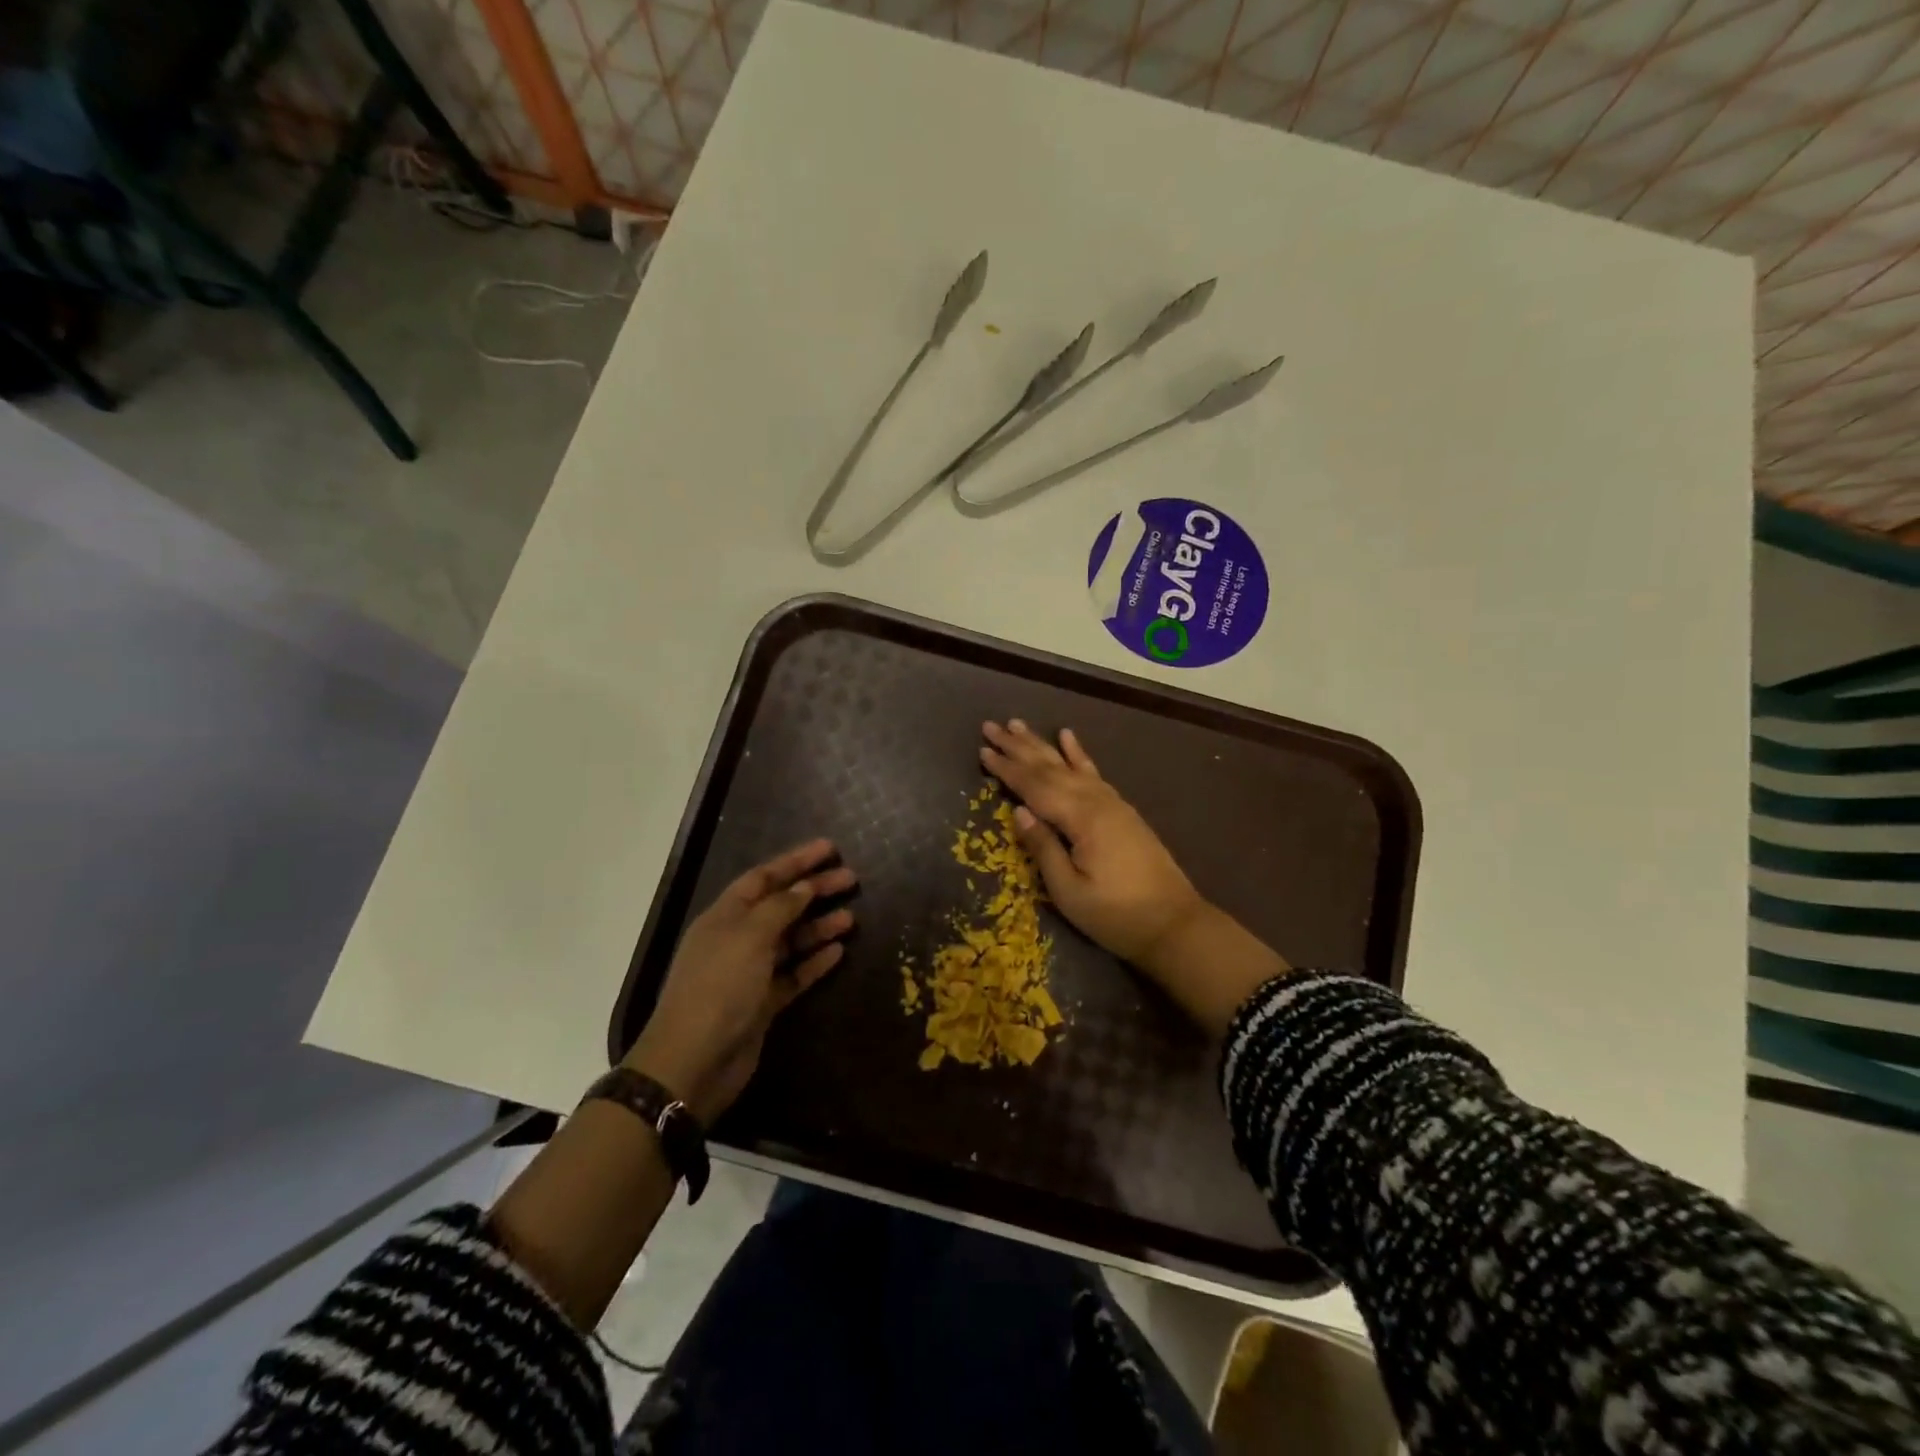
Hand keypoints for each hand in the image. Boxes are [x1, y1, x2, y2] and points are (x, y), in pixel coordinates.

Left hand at [626, 839, 854, 1123]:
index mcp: (726, 916)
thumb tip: (804, 887)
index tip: (829, 848)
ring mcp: (750, 973)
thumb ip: (780, 908)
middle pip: (781, 906)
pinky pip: (794, 974)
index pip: (764, 877)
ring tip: (851, 918)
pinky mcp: (763, 1003)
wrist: (694, 1062)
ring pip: (791, 940)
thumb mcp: (750, 937)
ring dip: (819, 927)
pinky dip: (814, 962)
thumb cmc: (720, 987)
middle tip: (851, 880)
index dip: (795, 861)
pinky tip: (838, 952)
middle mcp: (737, 939)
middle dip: (814, 890)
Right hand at [979, 720, 1203, 967]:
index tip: (982, 750)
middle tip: (991, 726)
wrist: (1174, 923)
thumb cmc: (1115, 915)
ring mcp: (1111, 802)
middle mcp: (1095, 800)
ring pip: (1068, 765)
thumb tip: (1018, 810)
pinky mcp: (1121, 810)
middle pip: (1049, 767)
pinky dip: (1078, 753)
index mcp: (1081, 819)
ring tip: (1018, 724)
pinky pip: (1093, 773)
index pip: (1034, 787)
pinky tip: (1067, 736)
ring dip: (1041, 744)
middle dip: (1018, 747)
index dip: (1006, 769)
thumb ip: (1043, 847)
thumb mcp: (1070, 891)